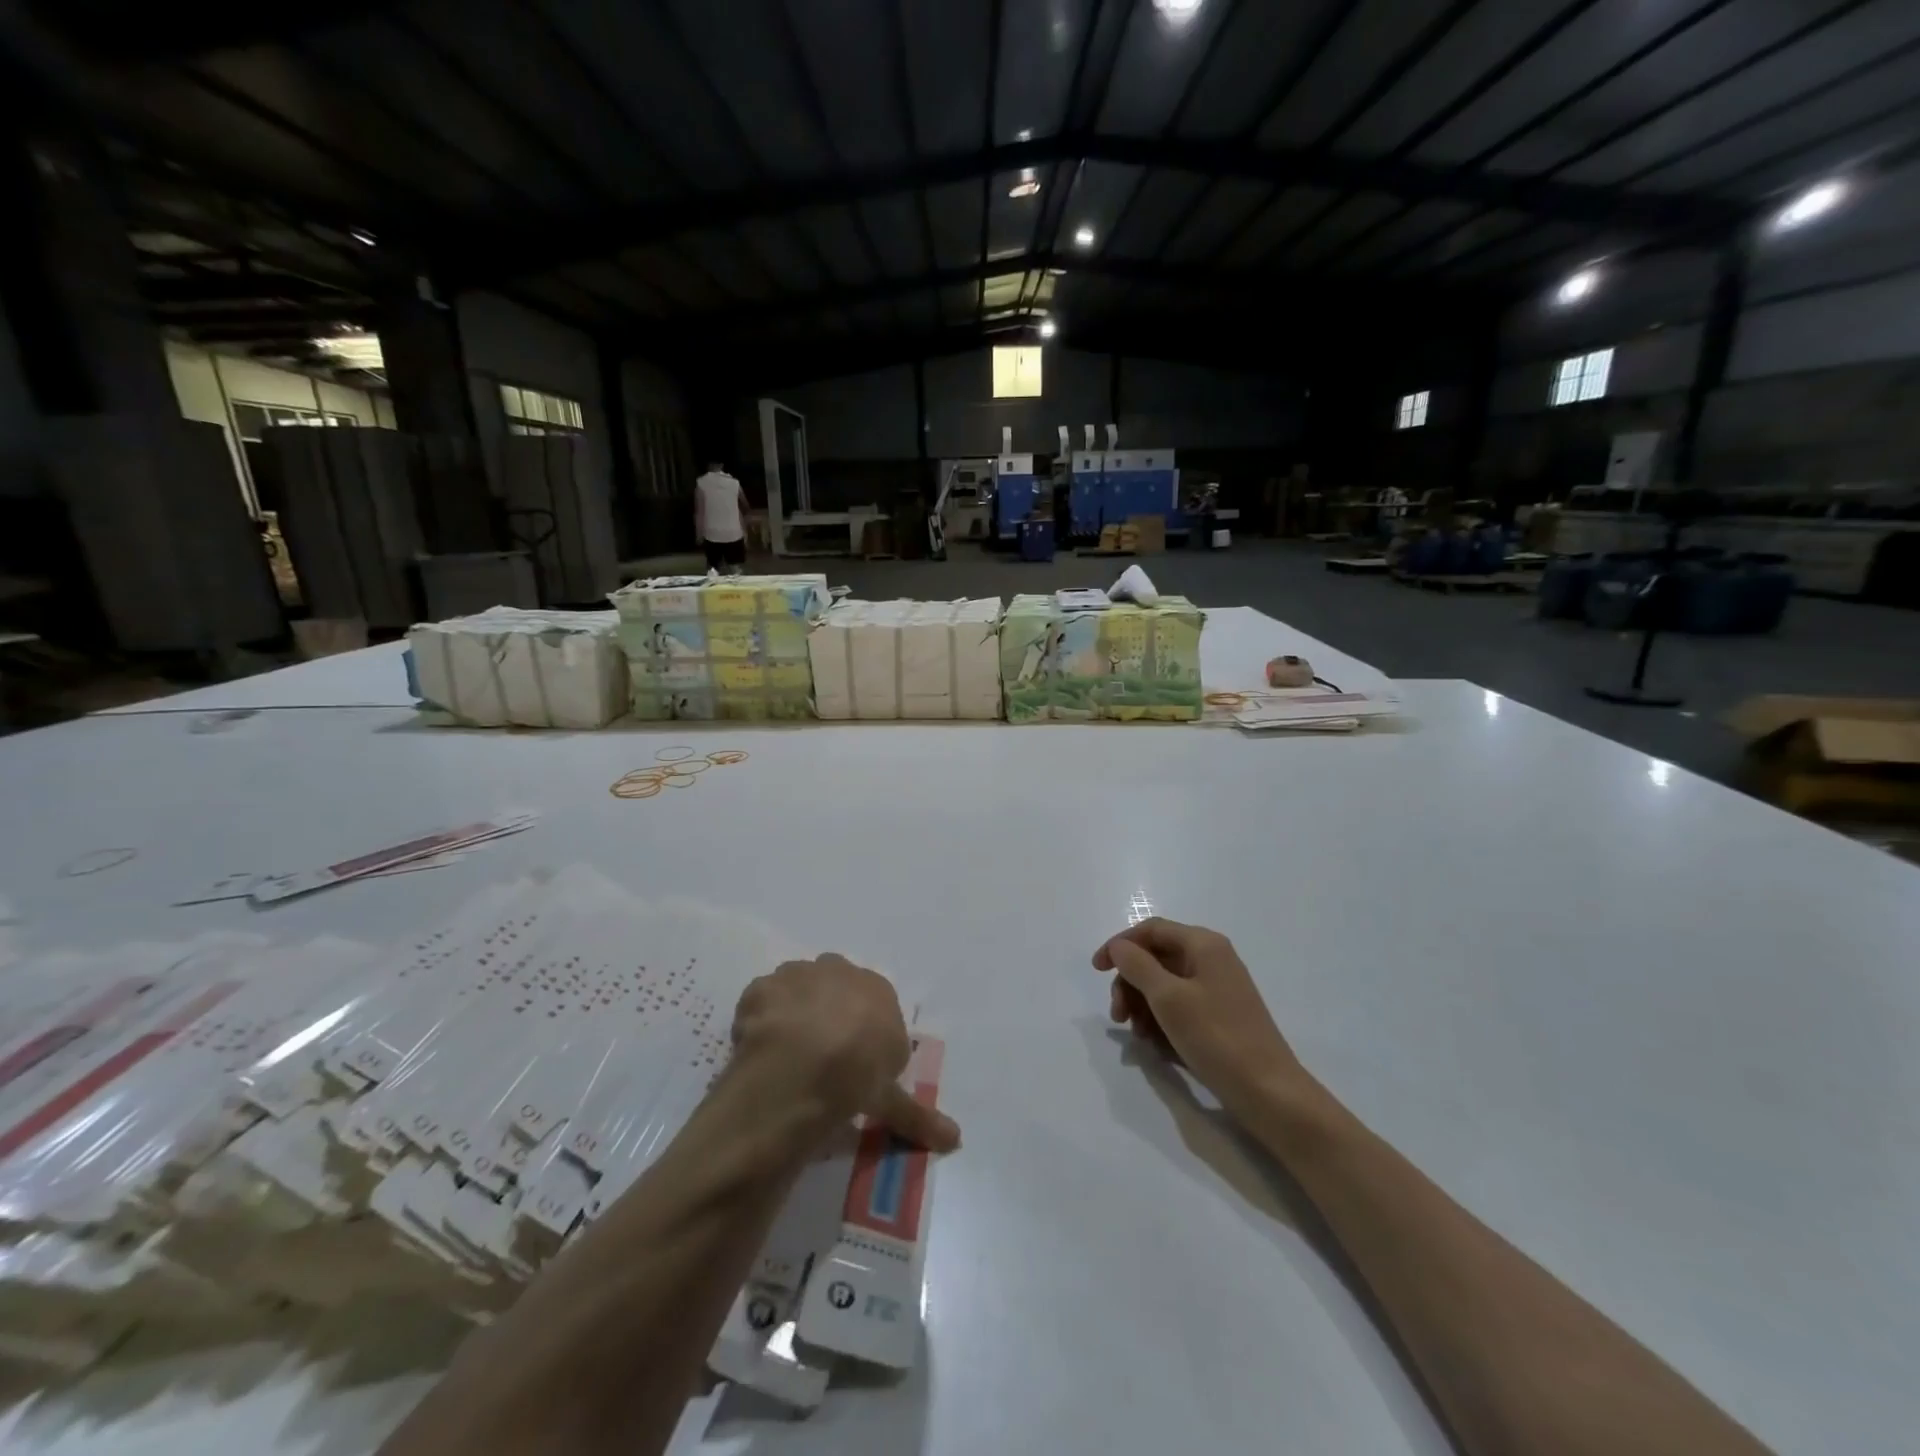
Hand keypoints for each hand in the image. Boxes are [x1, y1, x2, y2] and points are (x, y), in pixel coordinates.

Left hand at [731, 955, 960, 1151]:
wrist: (803, 1066)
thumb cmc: (858, 1075)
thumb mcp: (891, 1100)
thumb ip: (918, 1114)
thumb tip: (956, 1139)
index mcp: (878, 990)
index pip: (873, 1006)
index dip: (861, 1036)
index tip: (851, 1065)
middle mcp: (840, 971)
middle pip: (834, 989)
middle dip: (827, 1014)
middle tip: (818, 1057)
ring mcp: (798, 975)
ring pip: (796, 990)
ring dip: (792, 1014)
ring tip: (785, 1056)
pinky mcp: (762, 987)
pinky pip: (761, 1002)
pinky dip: (759, 1022)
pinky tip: (758, 1051)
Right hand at [1093, 918, 1309, 1115]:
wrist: (1269, 1093)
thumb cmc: (1217, 1037)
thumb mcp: (1168, 998)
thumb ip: (1137, 966)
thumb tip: (1119, 947)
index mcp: (1203, 945)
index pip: (1151, 930)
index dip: (1119, 945)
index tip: (1096, 970)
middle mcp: (1212, 960)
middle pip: (1155, 958)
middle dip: (1130, 983)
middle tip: (1118, 1016)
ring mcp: (1217, 989)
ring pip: (1164, 986)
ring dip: (1143, 1005)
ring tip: (1138, 1035)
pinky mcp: (1219, 1017)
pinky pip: (1179, 1007)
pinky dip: (1161, 1020)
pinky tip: (1156, 1045)